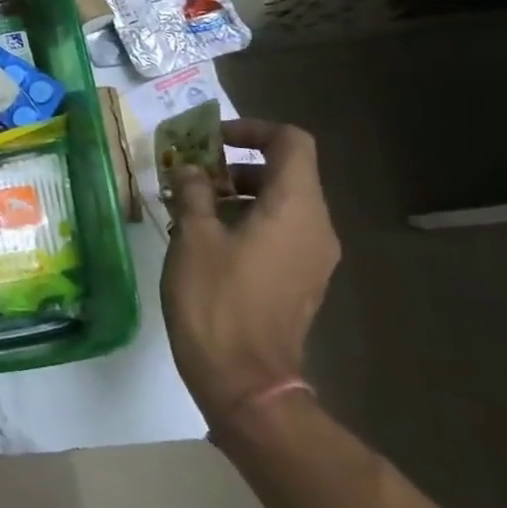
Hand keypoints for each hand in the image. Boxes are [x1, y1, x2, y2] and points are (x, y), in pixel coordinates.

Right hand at [159, 119, 339, 423]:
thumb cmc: (215, 298)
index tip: (210, 139)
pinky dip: (248, 220)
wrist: (244, 378)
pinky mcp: (301, 280)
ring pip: (282, 203)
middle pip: (287, 172)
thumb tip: (190, 169)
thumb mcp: (193, 236)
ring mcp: (313, 257)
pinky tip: (206, 238)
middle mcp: (316, 227)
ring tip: (191, 206)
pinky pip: (280, 232)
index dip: (252, 129)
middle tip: (191, 173)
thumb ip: (193, 192)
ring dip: (238, 193)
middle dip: (237, 163)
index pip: (291, 142)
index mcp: (295, 208)